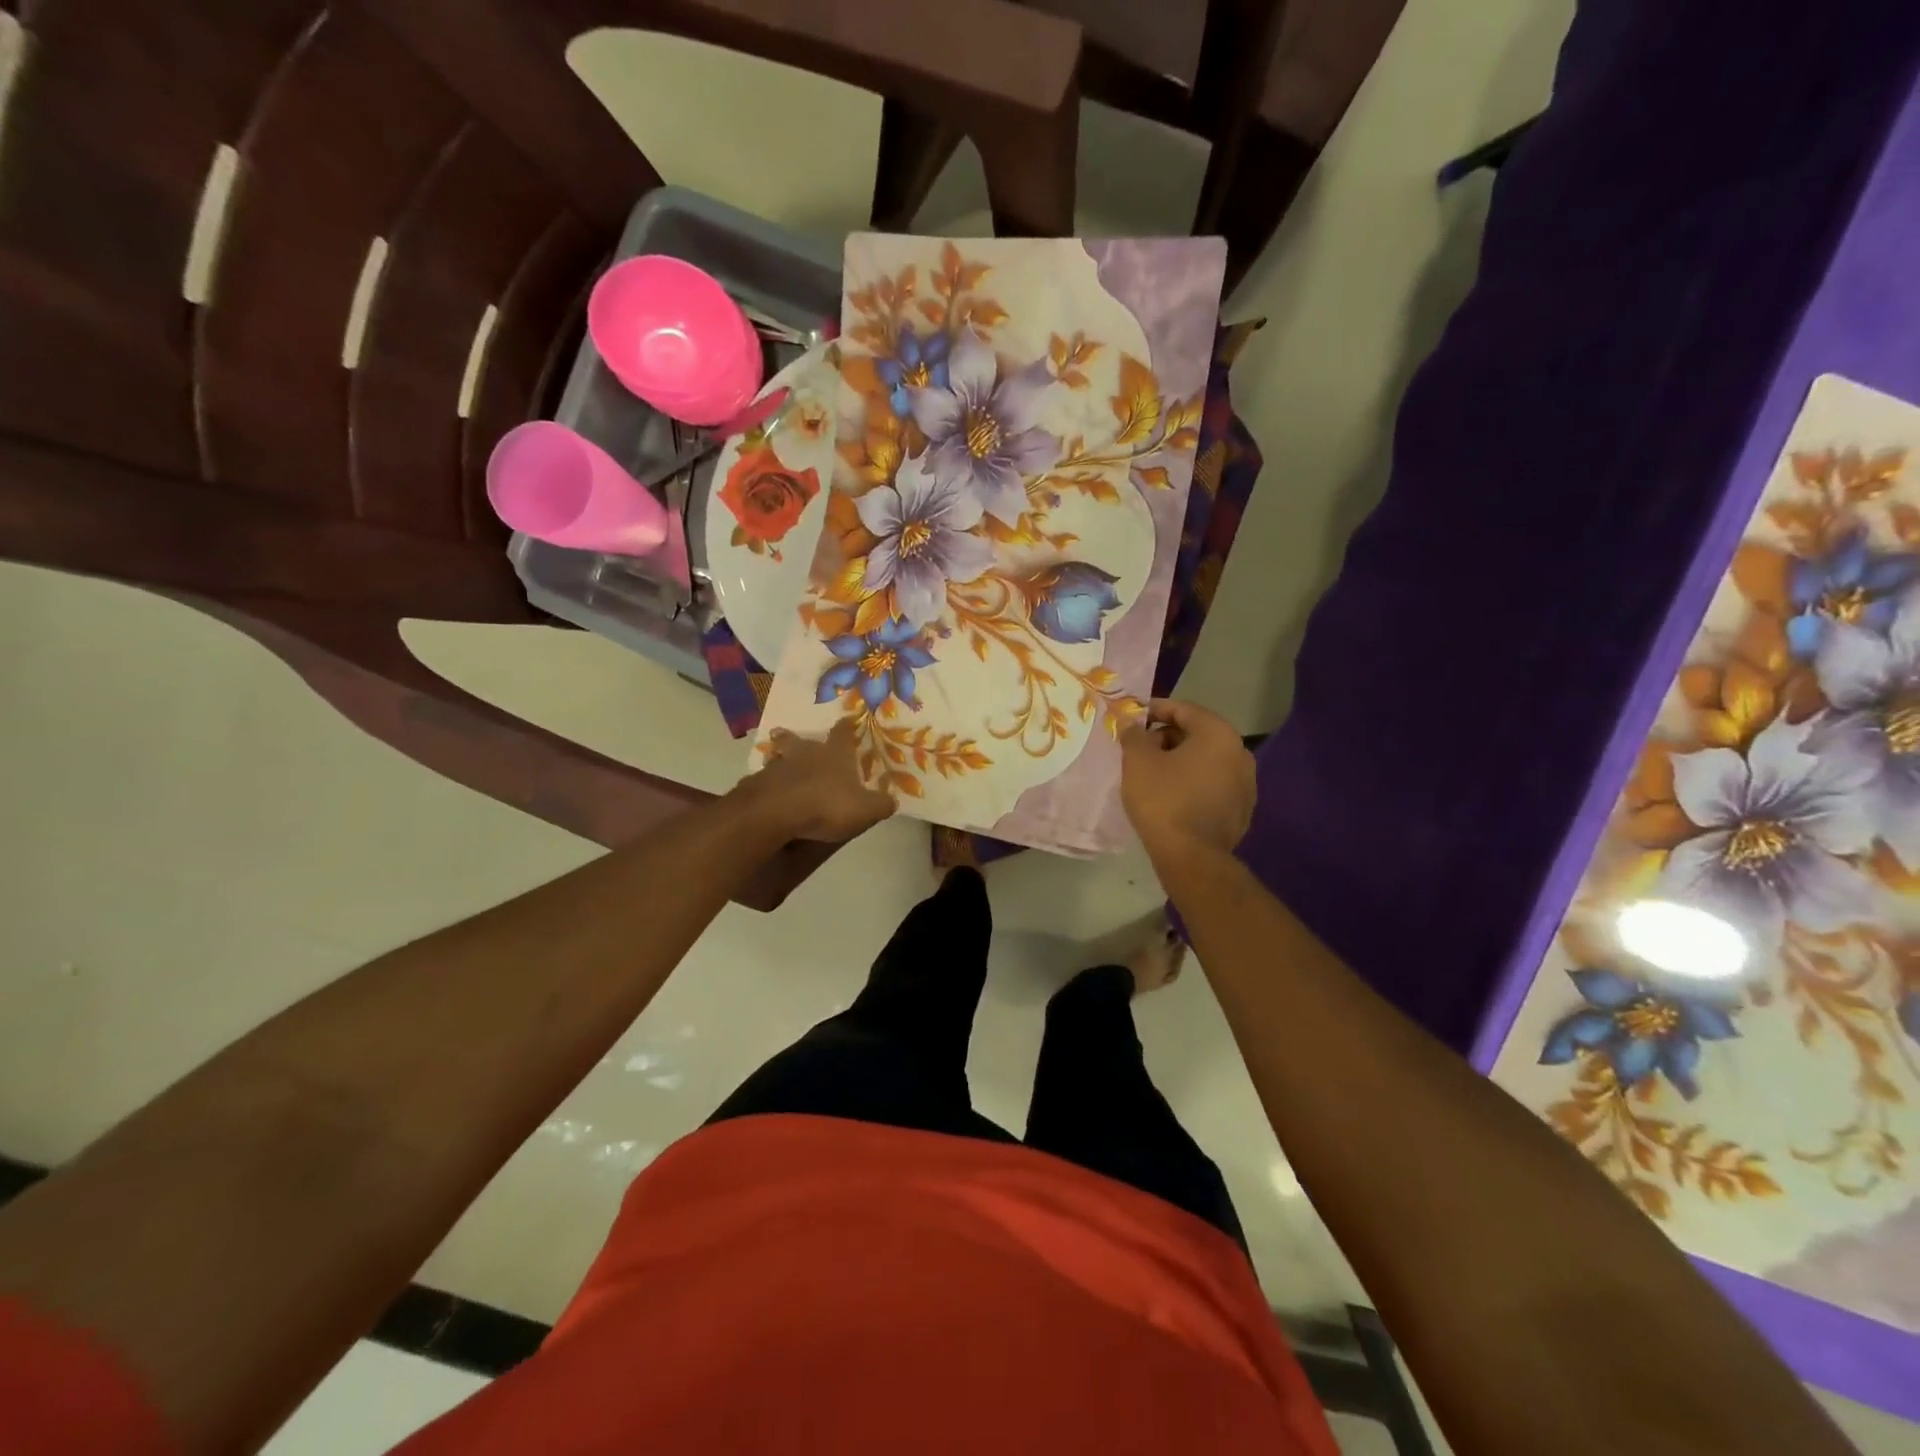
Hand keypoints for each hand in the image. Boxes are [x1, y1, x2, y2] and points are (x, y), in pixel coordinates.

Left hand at [739, 720, 896, 842]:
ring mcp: (778, 767)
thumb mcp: (865, 809)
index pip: (842, 734)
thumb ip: (880, 804)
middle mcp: (806, 754)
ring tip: (774, 760)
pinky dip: (766, 782)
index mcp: (835, 755)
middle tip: (783, 733)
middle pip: (798, 739)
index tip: (847, 720)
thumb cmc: (827, 804)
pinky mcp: (758, 784)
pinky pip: (763, 780)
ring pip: (777, 757)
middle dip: (793, 737)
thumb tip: (893, 801)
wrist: (777, 812)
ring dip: (777, 758)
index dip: (846, 727)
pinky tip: (766, 790)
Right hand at [1119, 699, 1255, 863]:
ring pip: (1206, 761)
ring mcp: (1246, 783)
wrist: (1191, 856)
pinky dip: (1193, 782)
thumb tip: (1131, 724)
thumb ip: (1133, 734)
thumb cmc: (1163, 799)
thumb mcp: (1138, 761)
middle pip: (1198, 734)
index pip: (1184, 709)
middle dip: (1167, 737)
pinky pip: (1213, 784)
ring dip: (1180, 761)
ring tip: (1153, 774)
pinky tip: (1173, 796)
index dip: (1155, 709)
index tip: (1133, 718)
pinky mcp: (1242, 809)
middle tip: (1140, 749)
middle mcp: (1240, 753)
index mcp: (1219, 734)